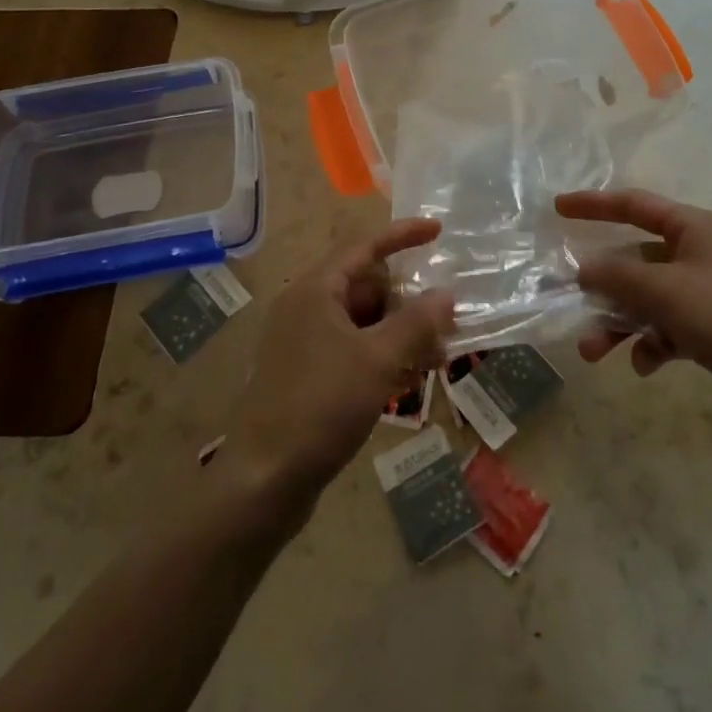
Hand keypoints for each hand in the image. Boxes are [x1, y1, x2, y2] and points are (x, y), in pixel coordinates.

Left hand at [224, 219, 455, 506]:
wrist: (264, 480)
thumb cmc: (321, 406)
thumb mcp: (377, 360)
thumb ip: (416, 323)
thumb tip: (446, 294)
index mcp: (315, 291)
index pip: (364, 247)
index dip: (402, 236)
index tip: (438, 231)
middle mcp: (306, 308)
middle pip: (365, 286)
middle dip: (407, 299)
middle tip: (446, 318)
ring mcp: (304, 343)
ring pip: (362, 322)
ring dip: (399, 332)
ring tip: (437, 354)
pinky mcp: (306, 375)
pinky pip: (352, 350)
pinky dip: (382, 355)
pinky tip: (409, 379)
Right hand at [556, 189, 711, 449]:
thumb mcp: (664, 291)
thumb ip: (617, 275)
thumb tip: (584, 269)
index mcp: (697, 228)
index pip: (635, 205)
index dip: (594, 205)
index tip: (558, 208)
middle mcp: (703, 253)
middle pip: (637, 260)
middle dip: (604, 286)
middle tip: (572, 304)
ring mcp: (710, 292)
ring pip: (649, 298)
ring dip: (620, 322)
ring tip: (595, 353)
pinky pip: (669, 327)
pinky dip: (651, 342)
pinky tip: (646, 365)